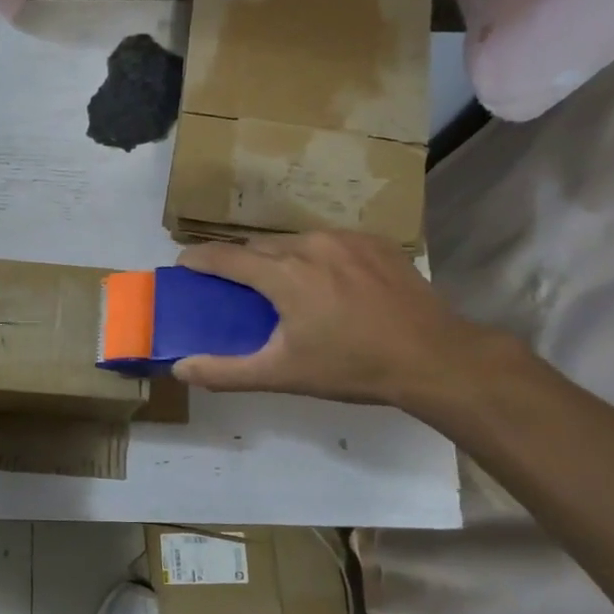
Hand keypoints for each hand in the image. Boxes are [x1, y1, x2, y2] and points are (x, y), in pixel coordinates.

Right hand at [172, 230, 498, 408]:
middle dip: (238, 262)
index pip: (224, 257)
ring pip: (293, 241)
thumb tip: (179, 369)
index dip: (198, 259)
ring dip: (277, 258)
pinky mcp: (374, 242)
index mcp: (283, 274)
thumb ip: (226, 371)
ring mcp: (346, 239)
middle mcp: (310, 245)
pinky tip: (325, 281)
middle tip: (233, 287)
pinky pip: (328, 241)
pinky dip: (314, 256)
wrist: (433, 357)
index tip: (183, 266)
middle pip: (258, 246)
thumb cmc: (351, 367)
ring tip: (280, 285)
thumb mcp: (282, 374)